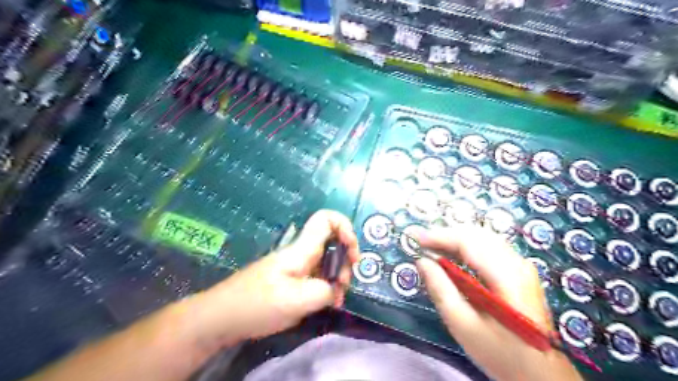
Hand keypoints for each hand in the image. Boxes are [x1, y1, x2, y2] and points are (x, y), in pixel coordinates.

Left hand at [189, 211, 358, 351]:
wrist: (221, 317)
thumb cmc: (257, 304)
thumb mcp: (297, 301)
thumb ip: (325, 292)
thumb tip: (334, 290)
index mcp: (302, 249)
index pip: (326, 219)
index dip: (345, 227)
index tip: (353, 253)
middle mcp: (301, 252)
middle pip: (333, 242)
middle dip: (345, 262)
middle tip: (343, 287)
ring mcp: (296, 266)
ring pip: (327, 262)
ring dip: (337, 279)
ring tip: (335, 301)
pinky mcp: (292, 280)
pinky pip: (317, 276)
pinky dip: (326, 287)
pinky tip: (326, 303)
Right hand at [414, 225, 581, 379]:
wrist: (542, 375)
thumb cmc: (501, 353)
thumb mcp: (463, 325)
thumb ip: (441, 289)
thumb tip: (422, 261)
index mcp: (507, 276)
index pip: (468, 242)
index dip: (439, 236)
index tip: (415, 238)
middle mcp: (517, 263)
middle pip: (476, 234)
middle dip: (445, 234)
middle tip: (421, 242)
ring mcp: (521, 266)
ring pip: (483, 238)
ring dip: (455, 239)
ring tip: (432, 247)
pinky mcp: (520, 272)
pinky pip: (489, 247)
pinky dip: (466, 246)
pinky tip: (453, 255)